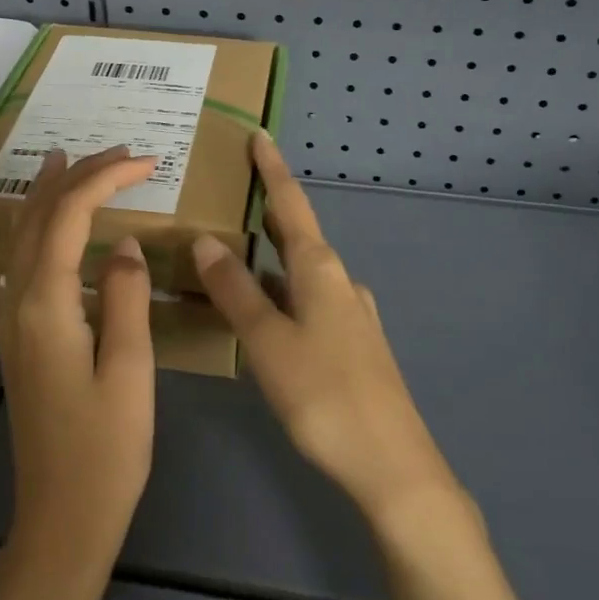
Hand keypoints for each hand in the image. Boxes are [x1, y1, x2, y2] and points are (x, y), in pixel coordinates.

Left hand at [0, 145, 160, 595]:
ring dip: (51, 194)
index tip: (145, 162)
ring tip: (73, 161)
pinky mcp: (23, 337)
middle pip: (39, 217)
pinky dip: (44, 226)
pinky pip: (28, 260)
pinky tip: (60, 225)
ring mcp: (15, 320)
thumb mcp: (130, 372)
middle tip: (117, 151)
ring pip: (25, 236)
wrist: (61, 520)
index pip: (69, 216)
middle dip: (75, 176)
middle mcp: (21, 303)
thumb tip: (125, 245)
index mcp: (48, 306)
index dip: (104, 179)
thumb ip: (127, 299)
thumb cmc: (106, 450)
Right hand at [191, 134, 460, 531]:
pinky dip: (281, 290)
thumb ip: (236, 291)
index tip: (260, 135)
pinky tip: (265, 311)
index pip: (290, 204)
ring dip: (271, 254)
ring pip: (302, 270)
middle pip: (298, 233)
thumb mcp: (268, 341)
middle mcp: (339, 281)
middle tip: (234, 191)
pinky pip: (308, 300)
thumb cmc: (324, 395)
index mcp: (319, 269)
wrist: (392, 464)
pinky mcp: (352, 343)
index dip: (273, 169)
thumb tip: (206, 240)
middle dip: (269, 209)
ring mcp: (350, 313)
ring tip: (236, 248)